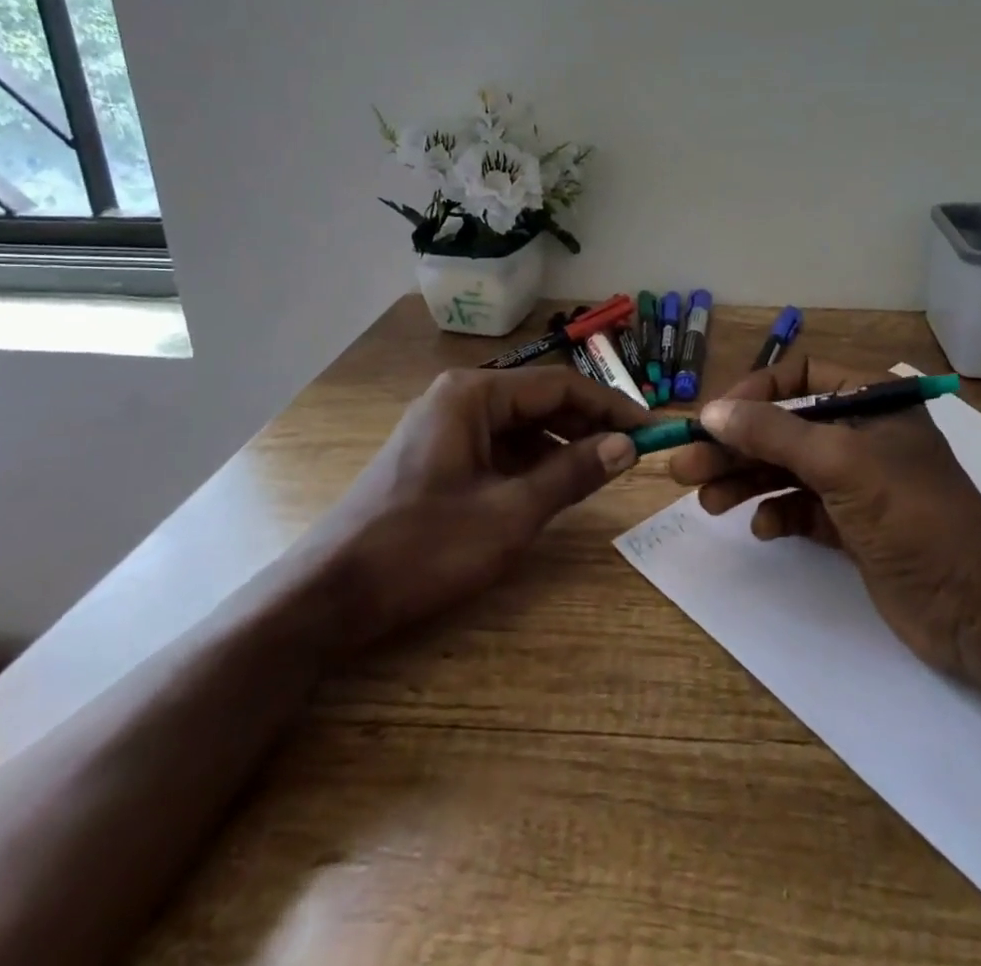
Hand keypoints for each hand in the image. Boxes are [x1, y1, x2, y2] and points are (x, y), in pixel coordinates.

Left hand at [309, 367, 648, 644]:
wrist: (330, 594)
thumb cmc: (423, 546)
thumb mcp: (509, 514)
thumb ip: (571, 475)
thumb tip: (626, 447)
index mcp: (473, 394)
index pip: (559, 385)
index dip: (610, 407)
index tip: (650, 431)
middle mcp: (459, 398)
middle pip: (539, 401)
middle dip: (587, 425)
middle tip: (632, 454)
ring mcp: (444, 427)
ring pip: (520, 425)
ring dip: (562, 445)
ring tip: (601, 471)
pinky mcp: (437, 456)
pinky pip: (498, 447)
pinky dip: (531, 462)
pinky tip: (553, 486)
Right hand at [668, 353, 980, 688]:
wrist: (977, 607)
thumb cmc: (912, 515)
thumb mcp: (840, 462)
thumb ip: (772, 433)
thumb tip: (711, 411)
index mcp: (870, 402)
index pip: (798, 378)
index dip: (753, 394)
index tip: (713, 420)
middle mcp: (861, 435)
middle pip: (783, 428)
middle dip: (735, 447)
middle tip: (685, 467)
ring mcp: (857, 483)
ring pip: (786, 470)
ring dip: (745, 482)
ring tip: (706, 501)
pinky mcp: (853, 526)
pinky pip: (801, 508)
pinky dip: (777, 514)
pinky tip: (762, 529)